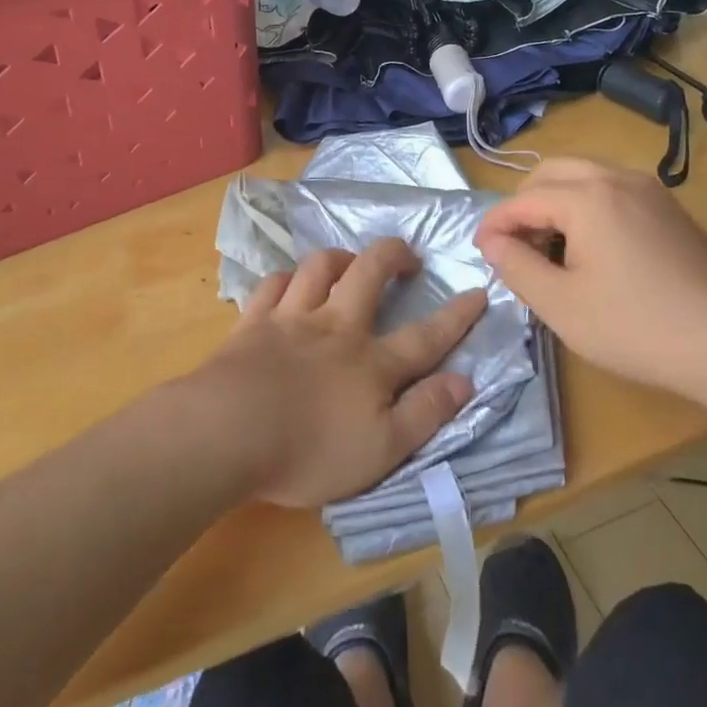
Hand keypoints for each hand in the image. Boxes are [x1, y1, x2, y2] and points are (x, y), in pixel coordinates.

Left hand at [196, 240, 485, 507]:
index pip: (425, 336)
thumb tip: (466, 381)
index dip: (456, 315)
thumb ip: (425, 413)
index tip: (478, 291)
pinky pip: (273, 285)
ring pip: (320, 268)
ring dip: (340, 258)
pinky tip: (290, 283)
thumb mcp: (381, 449)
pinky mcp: (253, 323)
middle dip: (393, 256)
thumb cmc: (309, 451)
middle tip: (406, 255)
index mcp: (371, 363)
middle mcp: (336, 328)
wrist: (228, 432)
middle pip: (369, 274)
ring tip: (350, 262)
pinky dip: (287, 278)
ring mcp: (291, 319)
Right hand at [475, 158, 706, 398]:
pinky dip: (587, 206)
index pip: (523, 199)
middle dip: (524, 203)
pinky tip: (592, 249)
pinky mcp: (670, 209)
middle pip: (552, 172)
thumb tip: (493, 242)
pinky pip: (613, 189)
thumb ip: (517, 267)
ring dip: (556, 201)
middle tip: (515, 245)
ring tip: (550, 248)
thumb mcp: (562, 306)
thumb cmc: (638, 327)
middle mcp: (617, 178)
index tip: (480, 252)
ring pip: (585, 176)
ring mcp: (650, 190)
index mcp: (587, 196)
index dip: (495, 224)